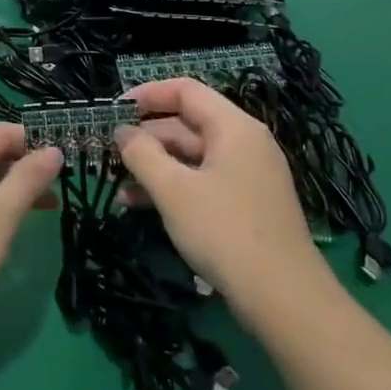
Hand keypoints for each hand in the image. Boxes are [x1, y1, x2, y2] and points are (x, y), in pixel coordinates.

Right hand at [116, 79, 329, 310]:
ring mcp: (246, 176)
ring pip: (190, 157)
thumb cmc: (224, 231)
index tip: (112, 110)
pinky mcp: (244, 205)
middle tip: (108, 153)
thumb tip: (122, 131)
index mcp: (234, 128)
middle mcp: (244, 144)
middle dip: (145, 137)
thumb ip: (141, 153)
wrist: (282, 298)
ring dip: (153, 166)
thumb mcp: (173, 190)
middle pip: (186, 124)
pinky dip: (171, 187)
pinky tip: (139, 206)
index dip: (147, 94)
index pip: (185, 90)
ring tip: (117, 186)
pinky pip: (201, 181)